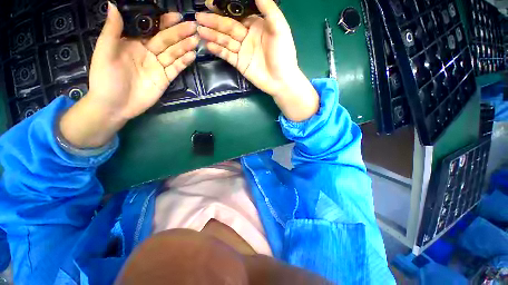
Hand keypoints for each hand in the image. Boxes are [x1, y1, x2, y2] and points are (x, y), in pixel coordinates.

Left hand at [60, 2, 197, 147]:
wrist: (115, 105)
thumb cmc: (105, 78)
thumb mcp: (104, 52)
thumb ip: (112, 30)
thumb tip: (113, 4)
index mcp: (134, 43)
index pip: (152, 29)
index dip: (164, 22)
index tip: (176, 16)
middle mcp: (149, 52)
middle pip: (167, 40)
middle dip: (180, 33)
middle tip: (193, 26)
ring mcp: (158, 66)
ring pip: (174, 53)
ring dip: (185, 46)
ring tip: (196, 40)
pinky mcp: (165, 79)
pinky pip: (176, 68)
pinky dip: (184, 62)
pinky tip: (192, 55)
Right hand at [197, 0, 318, 121]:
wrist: (281, 80)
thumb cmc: (283, 54)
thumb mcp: (279, 28)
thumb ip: (268, 9)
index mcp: (257, 25)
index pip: (237, 13)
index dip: (224, 8)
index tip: (210, 3)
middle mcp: (247, 36)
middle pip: (228, 26)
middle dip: (214, 21)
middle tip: (199, 17)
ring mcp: (242, 51)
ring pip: (225, 40)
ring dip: (213, 35)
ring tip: (200, 30)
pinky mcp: (239, 64)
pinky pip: (227, 55)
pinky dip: (218, 50)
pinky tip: (208, 45)